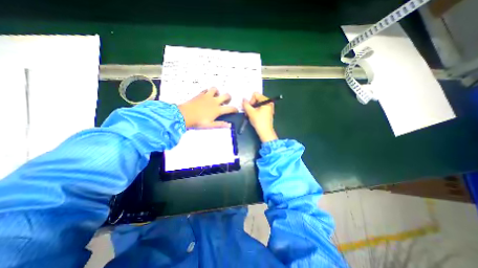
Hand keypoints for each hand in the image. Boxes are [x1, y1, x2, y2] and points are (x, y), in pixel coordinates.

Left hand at [177, 88, 238, 128]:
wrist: (184, 115)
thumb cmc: (198, 121)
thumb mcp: (210, 125)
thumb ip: (220, 124)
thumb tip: (229, 125)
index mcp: (217, 110)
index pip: (230, 108)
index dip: (235, 109)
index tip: (236, 110)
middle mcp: (214, 101)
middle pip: (226, 95)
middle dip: (229, 98)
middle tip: (226, 102)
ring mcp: (207, 96)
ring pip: (215, 89)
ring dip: (218, 92)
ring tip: (216, 96)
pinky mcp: (200, 94)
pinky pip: (206, 90)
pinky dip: (208, 92)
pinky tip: (207, 96)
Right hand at [244, 92, 278, 142]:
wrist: (265, 132)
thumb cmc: (259, 121)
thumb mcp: (250, 112)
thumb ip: (246, 104)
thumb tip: (243, 99)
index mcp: (266, 101)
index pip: (255, 95)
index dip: (250, 100)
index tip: (249, 108)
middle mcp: (269, 103)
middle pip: (256, 99)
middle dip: (251, 105)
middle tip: (247, 112)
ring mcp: (269, 108)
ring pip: (257, 104)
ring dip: (252, 109)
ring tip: (249, 115)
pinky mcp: (267, 113)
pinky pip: (260, 108)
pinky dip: (255, 111)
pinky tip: (253, 117)